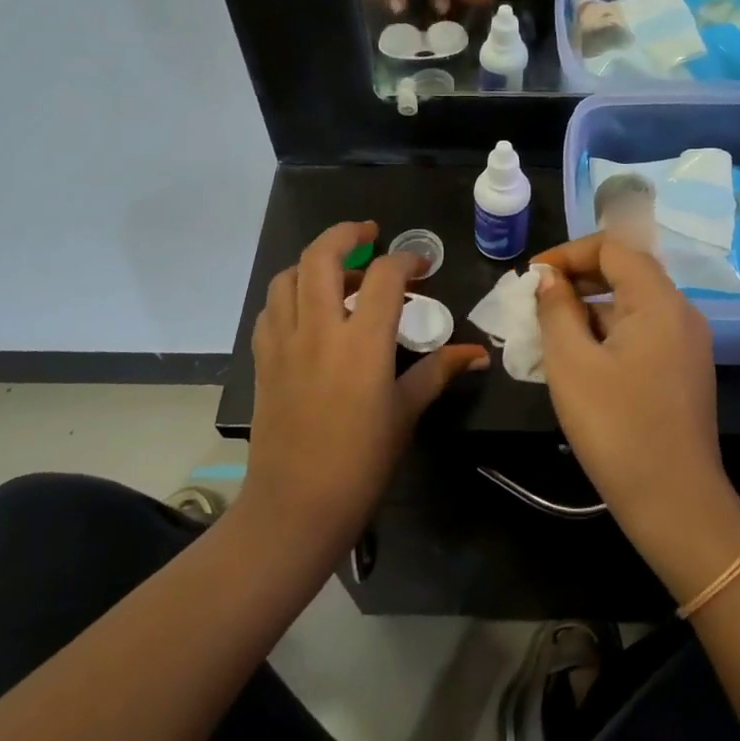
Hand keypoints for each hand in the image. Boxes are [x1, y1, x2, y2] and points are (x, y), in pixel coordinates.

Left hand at [244, 222, 487, 546]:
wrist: (296, 506)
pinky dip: (290, 294)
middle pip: (322, 256)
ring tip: (340, 274)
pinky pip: (271, 309)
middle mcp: (319, 330)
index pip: (385, 276)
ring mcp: (284, 342)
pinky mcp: (262, 359)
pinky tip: (309, 312)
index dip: (407, 260)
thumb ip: (438, 371)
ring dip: (314, 263)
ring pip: (288, 276)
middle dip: (346, 234)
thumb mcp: (406, 413)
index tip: (421, 267)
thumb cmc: (361, 462)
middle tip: (369, 235)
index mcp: (362, 343)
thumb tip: (477, 353)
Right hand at [529, 234, 731, 545]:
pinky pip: (642, 333)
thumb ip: (556, 310)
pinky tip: (579, 361)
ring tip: (548, 334)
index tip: (532, 277)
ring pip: (632, 305)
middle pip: (626, 272)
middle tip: (536, 302)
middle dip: (577, 279)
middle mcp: (681, 313)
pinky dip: (608, 334)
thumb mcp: (571, 364)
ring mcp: (686, 344)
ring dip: (589, 309)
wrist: (675, 504)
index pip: (613, 247)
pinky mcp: (683, 371)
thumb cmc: (617, 428)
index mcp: (659, 302)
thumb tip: (548, 277)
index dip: (568, 253)